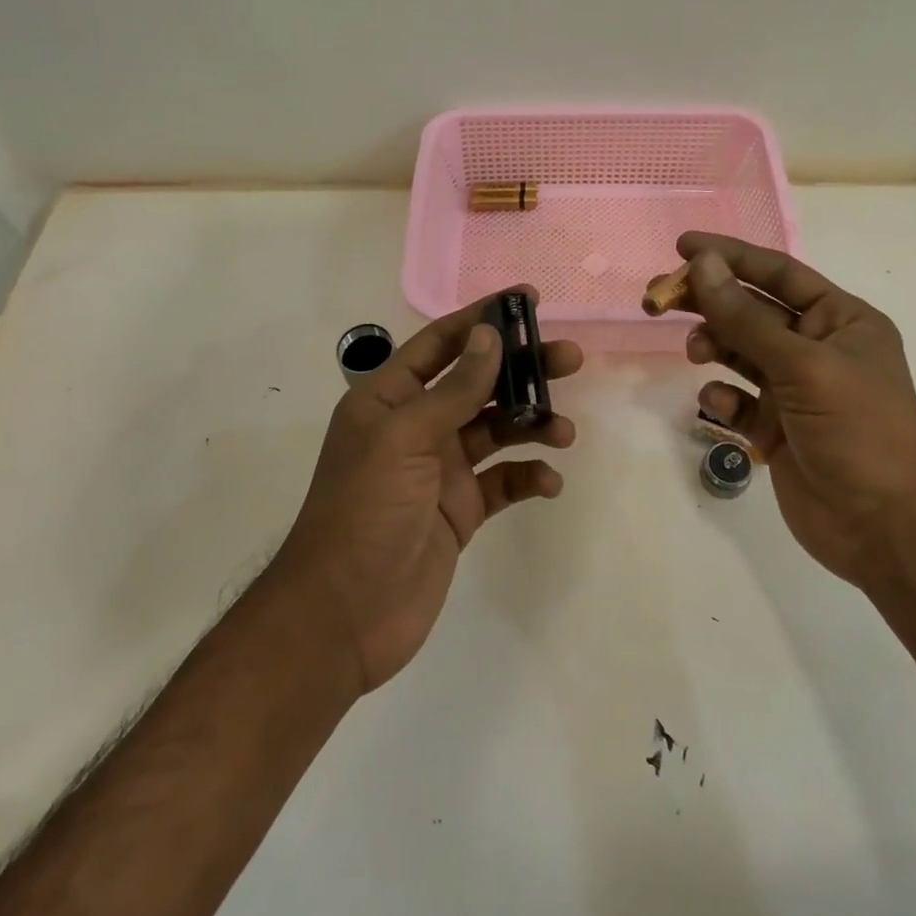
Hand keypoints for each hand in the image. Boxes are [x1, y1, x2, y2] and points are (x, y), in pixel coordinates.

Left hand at [273, 290, 582, 693]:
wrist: (344, 614)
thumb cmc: (365, 511)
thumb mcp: (406, 438)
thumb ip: (454, 389)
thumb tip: (489, 334)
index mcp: (389, 399)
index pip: (441, 343)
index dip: (483, 319)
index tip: (529, 300)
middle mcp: (415, 427)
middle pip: (478, 383)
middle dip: (522, 369)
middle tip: (571, 358)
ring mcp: (440, 470)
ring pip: (496, 430)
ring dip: (532, 423)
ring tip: (563, 432)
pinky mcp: (460, 510)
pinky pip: (502, 482)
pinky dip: (527, 477)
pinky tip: (548, 482)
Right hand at [670, 233, 915, 582]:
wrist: (884, 527)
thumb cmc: (857, 430)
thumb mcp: (802, 365)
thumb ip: (745, 317)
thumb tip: (702, 264)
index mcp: (840, 320)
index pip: (778, 273)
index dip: (731, 257)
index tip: (682, 246)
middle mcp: (817, 347)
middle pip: (751, 310)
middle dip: (709, 302)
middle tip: (659, 297)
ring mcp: (795, 389)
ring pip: (740, 352)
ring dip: (713, 345)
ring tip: (694, 351)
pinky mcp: (775, 427)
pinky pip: (737, 398)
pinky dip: (722, 397)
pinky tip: (718, 405)